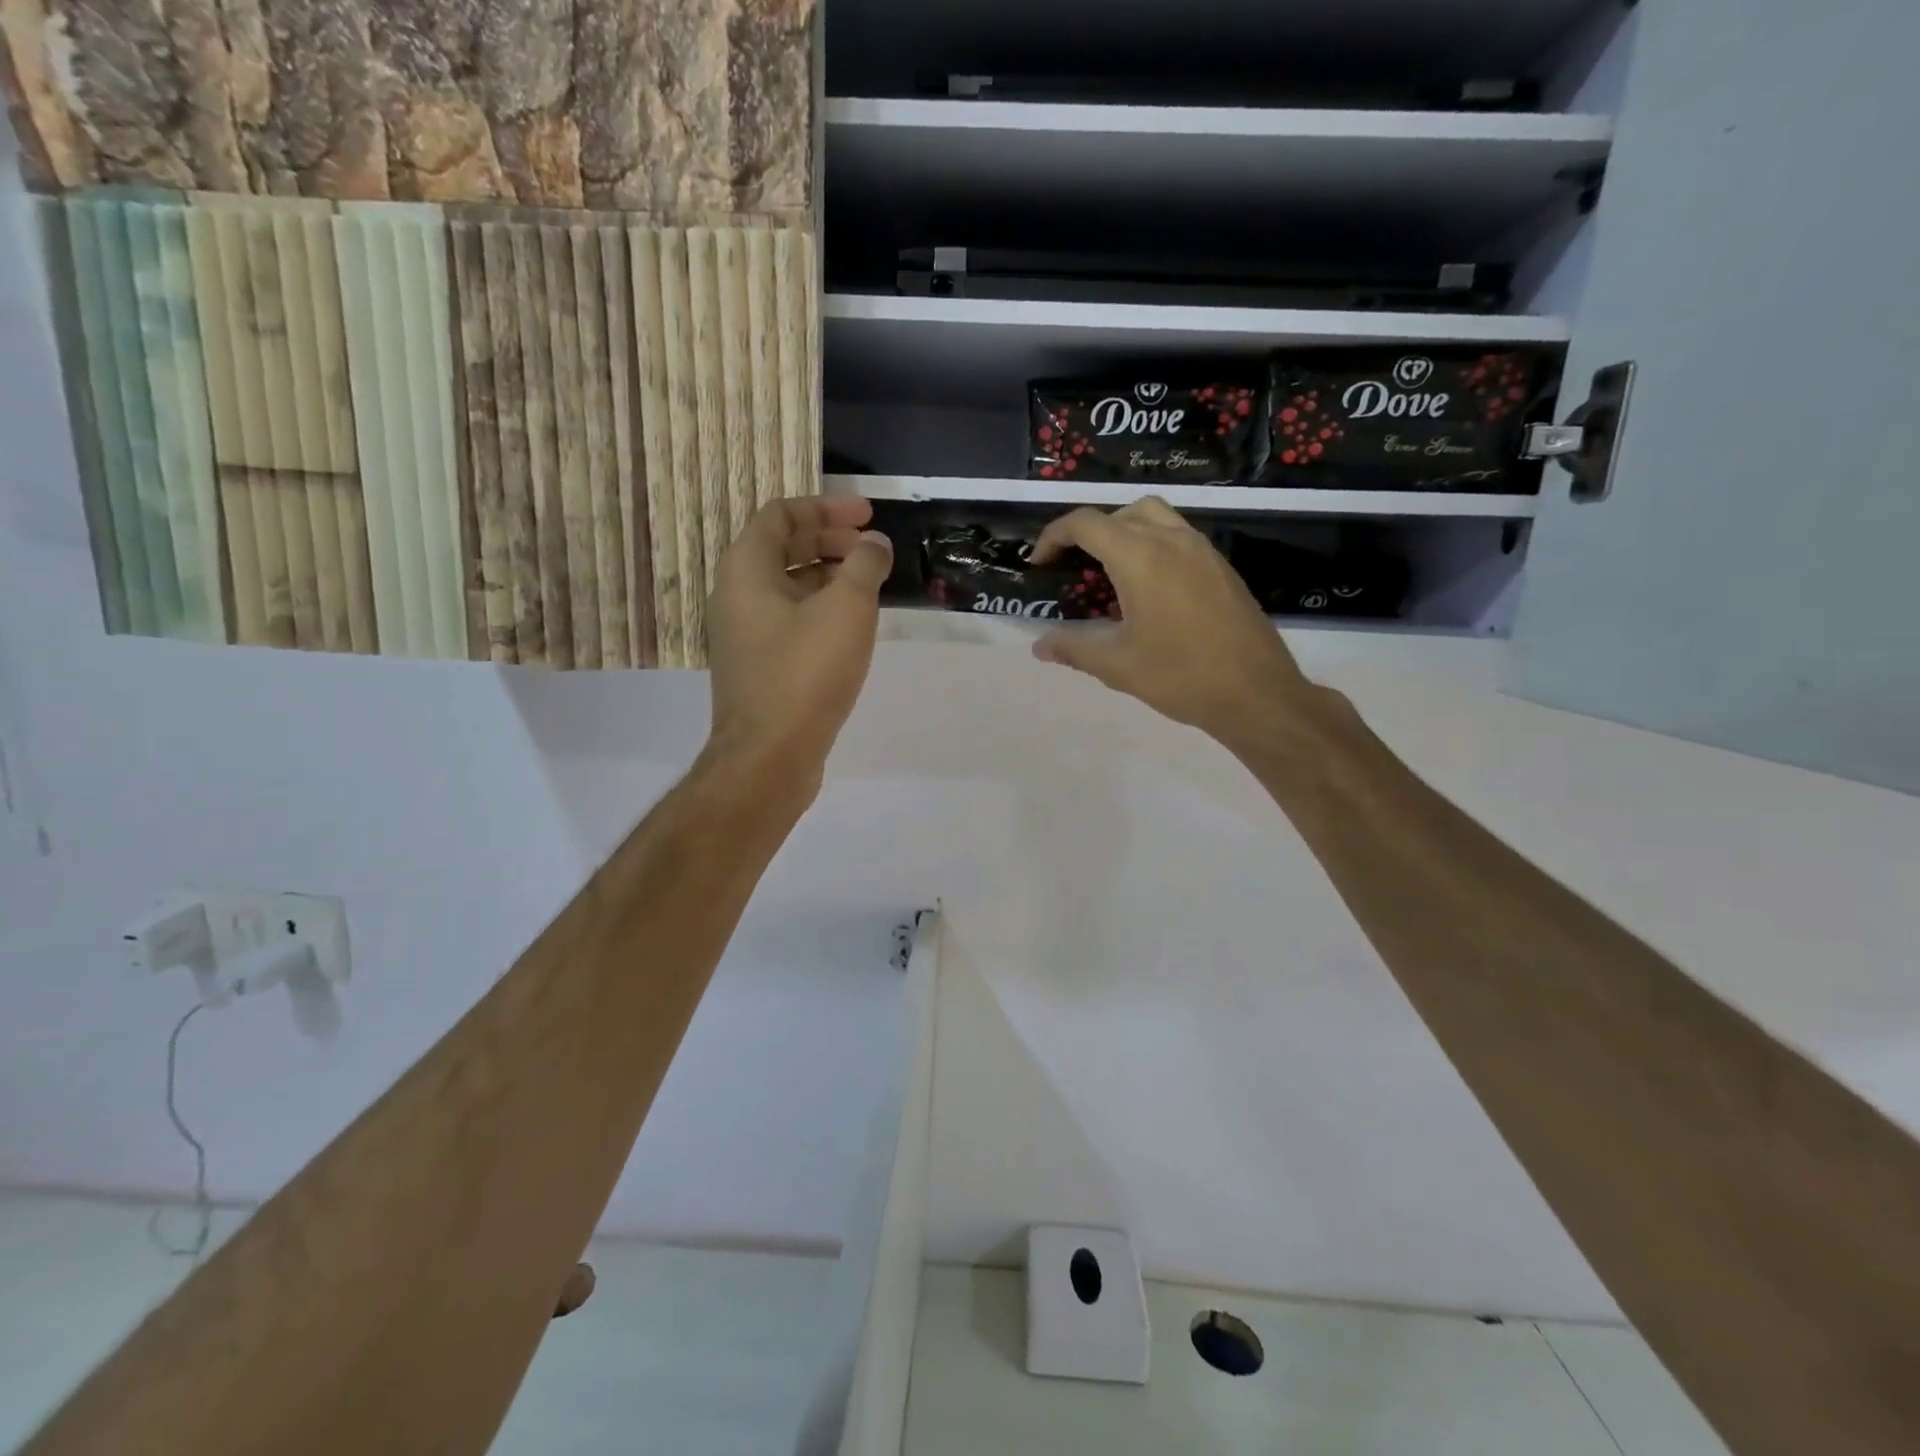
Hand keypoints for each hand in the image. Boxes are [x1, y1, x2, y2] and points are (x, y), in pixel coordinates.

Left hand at [705, 496, 893, 787]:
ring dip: (830, 577)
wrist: (770, 756)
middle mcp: (736, 595)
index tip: (869, 516)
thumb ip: (864, 566)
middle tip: (874, 550)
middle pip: (783, 548)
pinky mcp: (759, 666)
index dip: (827, 507)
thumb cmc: (806, 672)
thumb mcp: (846, 609)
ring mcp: (744, 634)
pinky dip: (821, 610)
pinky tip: (853, 628)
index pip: (781, 514)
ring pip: (789, 588)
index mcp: (746, 569)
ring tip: (871, 586)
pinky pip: (790, 621)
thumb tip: (874, 544)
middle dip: (831, 540)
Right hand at [1029, 498, 1329, 749]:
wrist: (1256, 693)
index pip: (1086, 524)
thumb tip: (1040, 646)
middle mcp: (1172, 540)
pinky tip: (1149, 589)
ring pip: (1155, 517)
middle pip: (1121, 513)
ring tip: (1111, 572)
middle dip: (1089, 532)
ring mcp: (1202, 550)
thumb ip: (1073, 649)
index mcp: (1140, 557)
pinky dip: (1154, 545)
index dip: (1054, 536)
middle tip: (1074, 567)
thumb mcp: (1117, 666)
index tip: (1040, 564)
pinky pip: (1179, 536)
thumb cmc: (1181, 676)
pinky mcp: (1222, 567)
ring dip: (1125, 531)